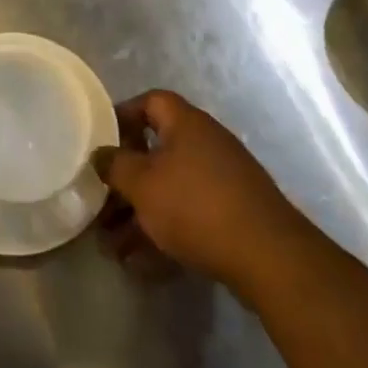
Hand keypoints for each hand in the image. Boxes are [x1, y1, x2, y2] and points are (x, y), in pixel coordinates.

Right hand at [94, 90, 309, 296]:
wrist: (267, 256)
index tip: (101, 139)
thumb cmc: (195, 205)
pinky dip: (163, 233)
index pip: (151, 101)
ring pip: (169, 190)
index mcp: (186, 124)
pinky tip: (140, 265)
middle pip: (156, 152)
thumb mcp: (142, 183)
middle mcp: (206, 144)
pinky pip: (187, 215)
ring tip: (111, 247)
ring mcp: (222, 180)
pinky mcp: (232, 215)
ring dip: (139, 215)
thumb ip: (115, 165)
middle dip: (125, 181)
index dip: (124, 115)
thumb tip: (100, 154)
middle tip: (100, 204)